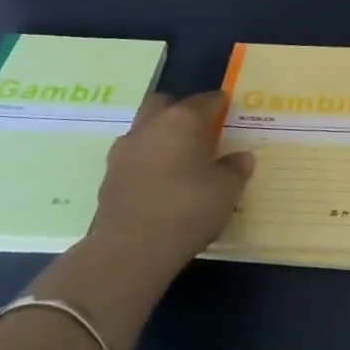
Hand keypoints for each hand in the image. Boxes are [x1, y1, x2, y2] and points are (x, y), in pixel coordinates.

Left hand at [88, 92, 253, 281]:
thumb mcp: (227, 190)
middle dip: (181, 110)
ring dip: (160, 137)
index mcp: (183, 120)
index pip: (207, 100)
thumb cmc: (188, 209)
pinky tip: (161, 183)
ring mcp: (124, 150)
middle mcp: (150, 126)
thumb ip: (235, 169)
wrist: (131, 249)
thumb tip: (241, 157)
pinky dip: (147, 162)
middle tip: (200, 131)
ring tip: (180, 160)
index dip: (221, 105)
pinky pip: (134, 157)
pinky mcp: (108, 176)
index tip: (230, 114)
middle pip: (165, 104)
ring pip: (145, 129)